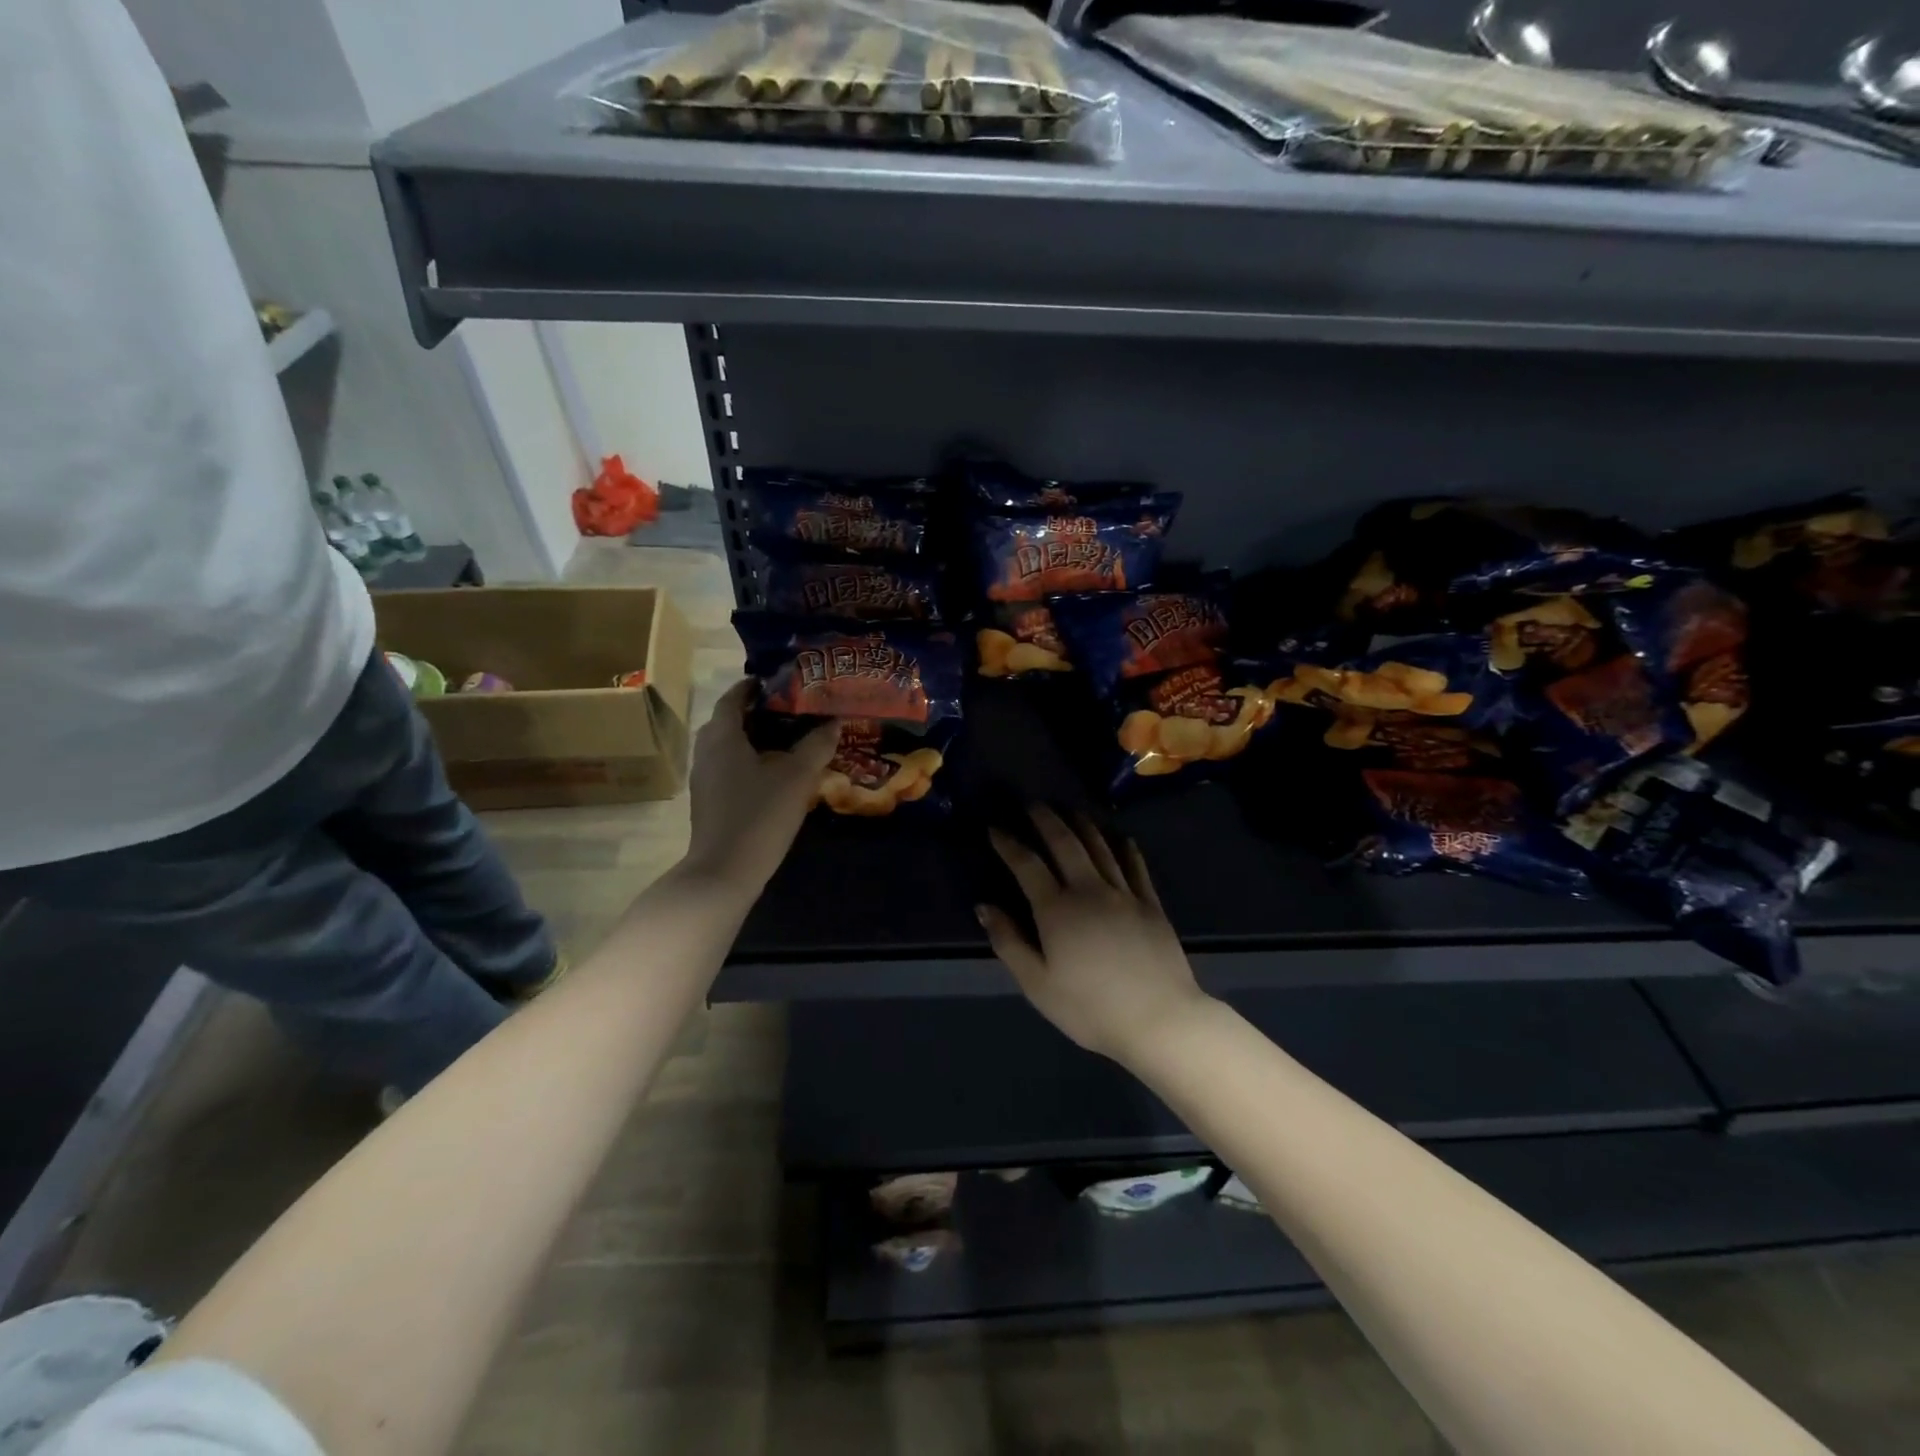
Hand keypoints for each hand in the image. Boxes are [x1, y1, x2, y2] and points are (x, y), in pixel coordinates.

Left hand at [682, 680, 837, 891]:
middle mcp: (706, 751)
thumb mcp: (797, 777)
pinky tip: (773, 773)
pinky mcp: (708, 800)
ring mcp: (704, 778)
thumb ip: (816, 746)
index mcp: (722, 736)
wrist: (725, 871)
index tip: (778, 682)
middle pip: (728, 721)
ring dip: (752, 738)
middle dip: (755, 712)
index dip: (753, 686)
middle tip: (789, 711)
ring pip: (727, 746)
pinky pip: (728, 767)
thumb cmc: (760, 815)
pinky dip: (748, 760)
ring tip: (787, 740)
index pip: (733, 698)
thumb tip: (834, 722)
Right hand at [978, 806, 1209, 1061]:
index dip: (1008, 843)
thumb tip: (984, 906)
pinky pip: (1135, 865)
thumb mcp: (1037, 984)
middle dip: (1045, 819)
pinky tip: (1120, 837)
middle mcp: (1089, 889)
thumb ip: (1008, 942)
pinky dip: (1124, 846)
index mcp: (1057, 909)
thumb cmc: (1090, 1008)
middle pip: (1065, 843)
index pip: (1027, 864)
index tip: (994, 827)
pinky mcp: (1151, 903)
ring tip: (1070, 810)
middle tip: (1033, 804)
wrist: (1159, 1020)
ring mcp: (1124, 893)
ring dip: (1082, 824)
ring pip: (1100, 846)